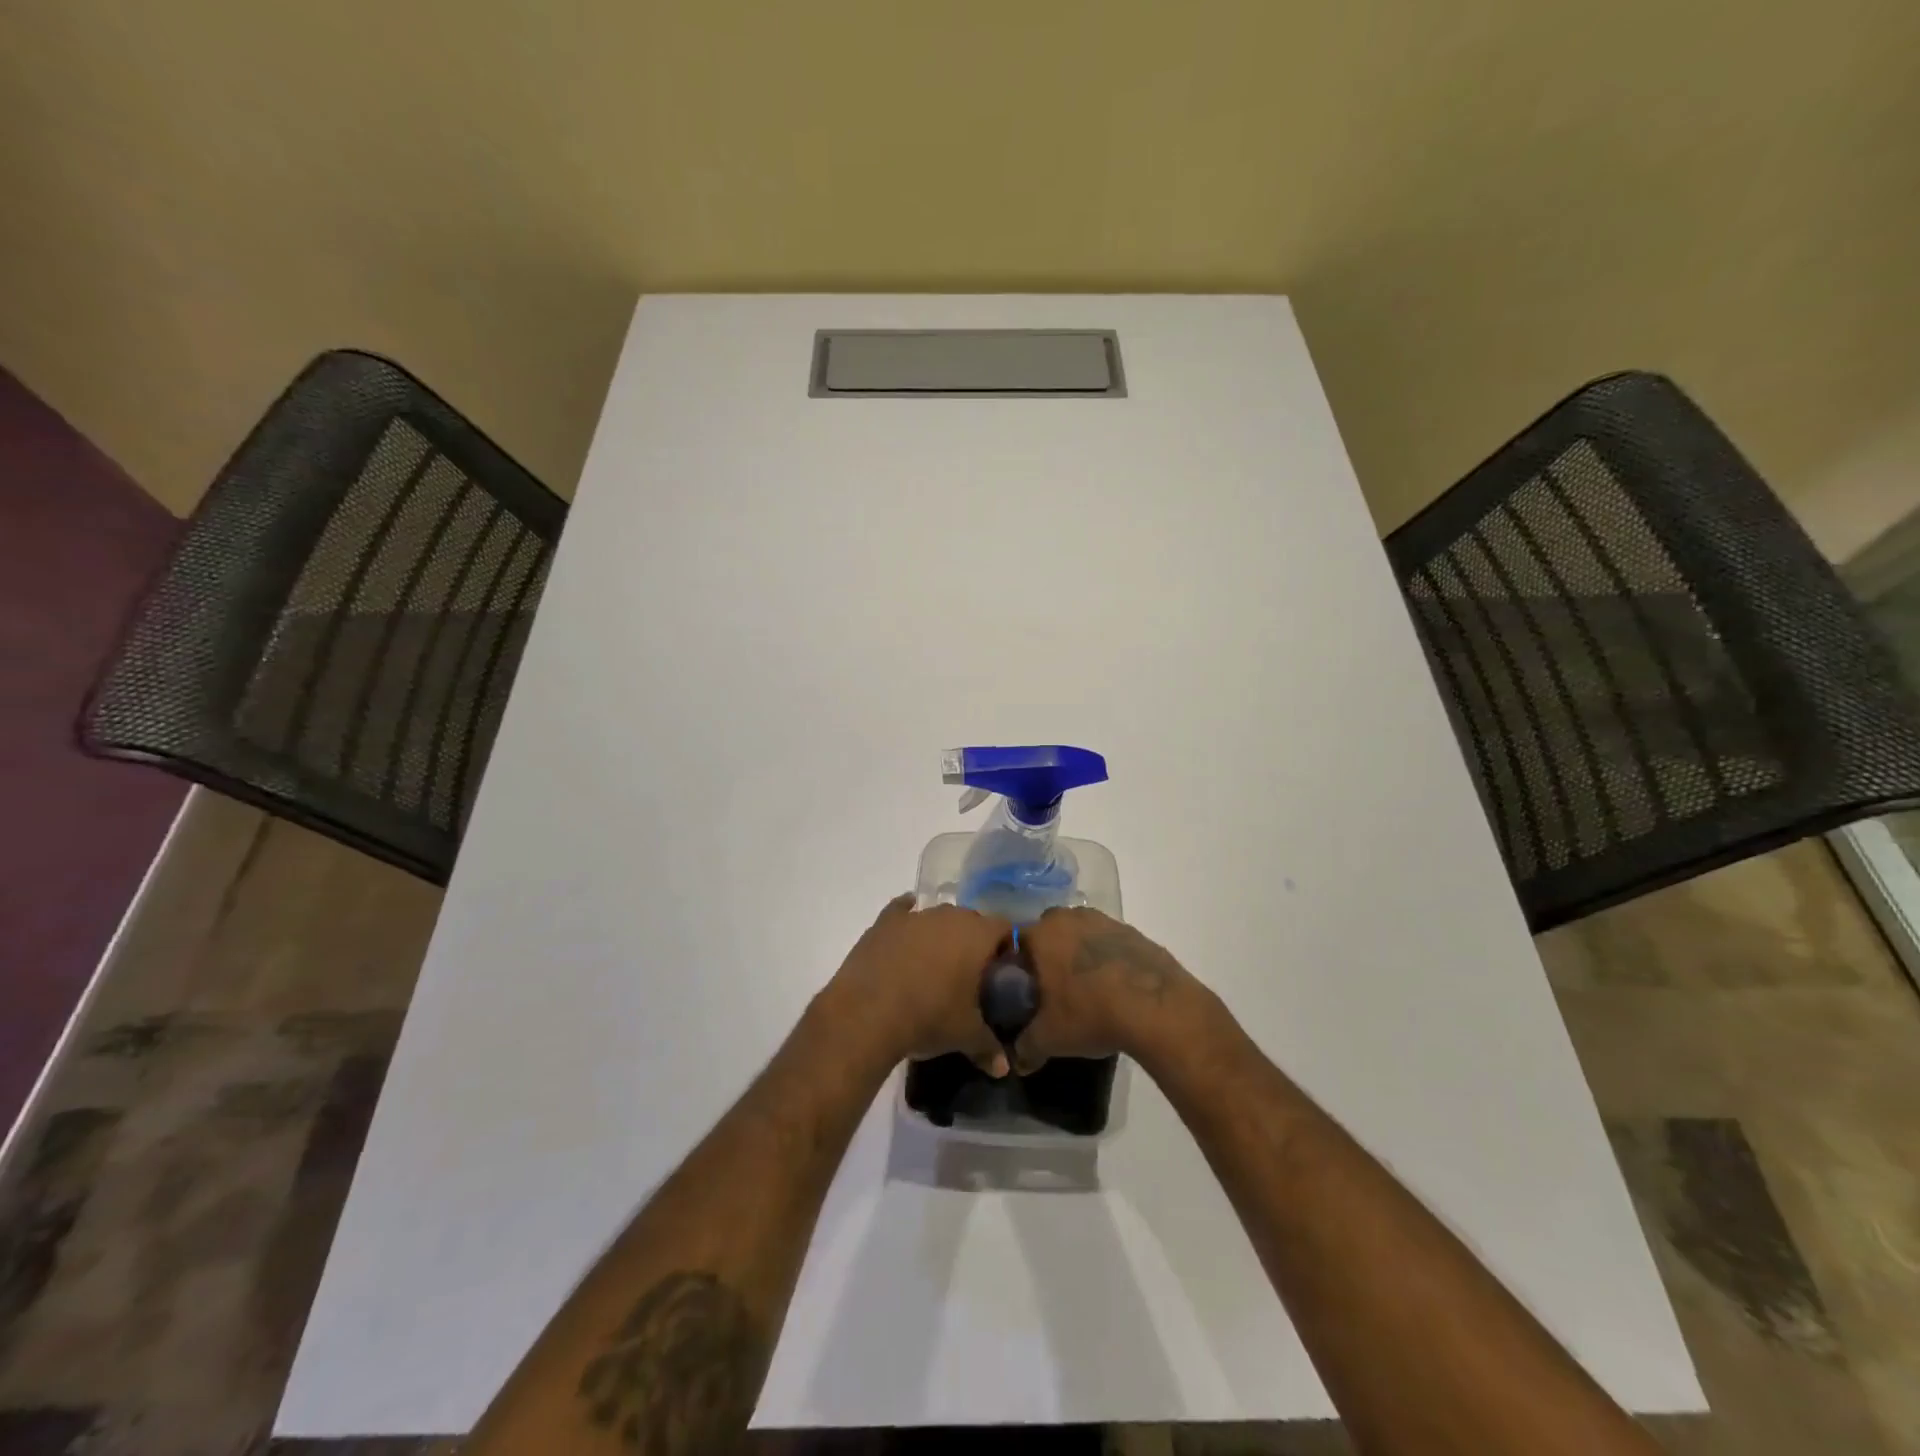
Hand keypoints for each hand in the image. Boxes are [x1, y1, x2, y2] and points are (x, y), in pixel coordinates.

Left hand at [824, 895, 1012, 1076]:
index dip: (1006, 947)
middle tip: (970, 974)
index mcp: (978, 935)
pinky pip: (902, 910)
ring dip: (942, 934)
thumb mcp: (966, 1036)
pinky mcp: (885, 922)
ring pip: (938, 918)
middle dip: (974, 942)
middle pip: (972, 920)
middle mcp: (950, 916)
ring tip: (936, 966)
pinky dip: (907, 918)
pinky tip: (906, 931)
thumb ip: (990, 1047)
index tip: (1002, 971)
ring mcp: (916, 916)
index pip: (1005, 928)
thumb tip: (1004, 1068)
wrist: (868, 1013)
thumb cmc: (929, 1018)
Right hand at [1012, 908, 1195, 1073]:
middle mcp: (1069, 918)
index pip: (1016, 942)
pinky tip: (1114, 986)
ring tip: (1086, 988)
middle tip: (1053, 988)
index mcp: (1042, 934)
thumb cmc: (1090, 1013)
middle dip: (1049, 954)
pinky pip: (1109, 942)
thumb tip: (1018, 1060)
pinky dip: (1107, 959)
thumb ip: (1026, 1047)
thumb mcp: (1050, 1039)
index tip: (1023, 989)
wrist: (1155, 1006)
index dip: (1017, 965)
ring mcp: (1104, 921)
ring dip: (1079, 953)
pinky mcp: (1133, 932)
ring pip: (1081, 933)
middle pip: (1049, 932)